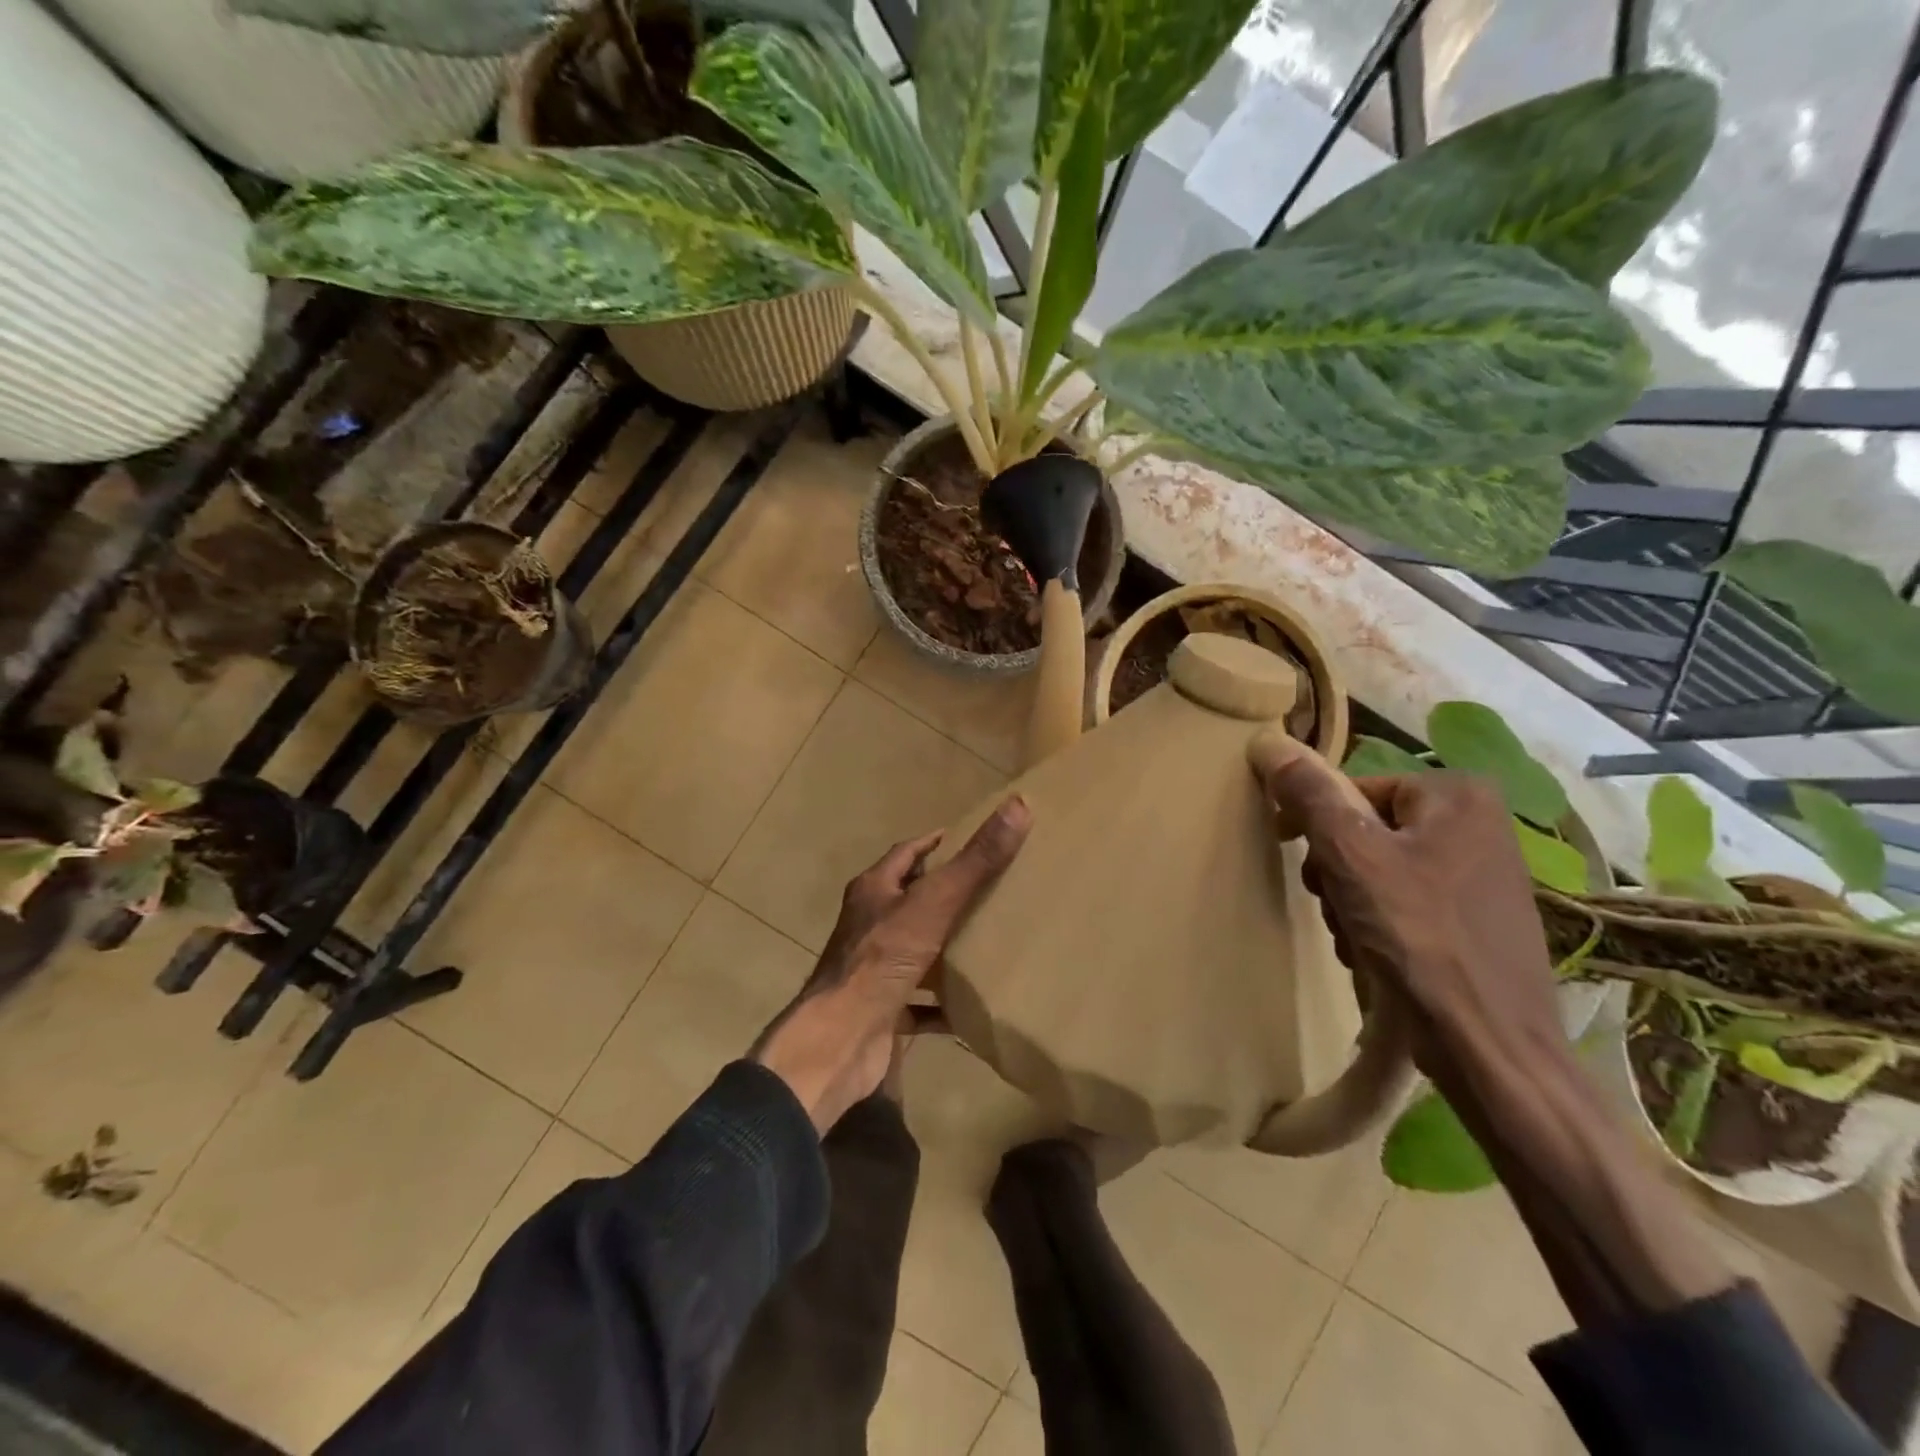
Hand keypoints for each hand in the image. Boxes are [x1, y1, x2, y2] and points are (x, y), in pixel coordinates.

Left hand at [752, 797, 1031, 1132]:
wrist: (842, 1038)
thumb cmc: (883, 958)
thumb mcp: (935, 902)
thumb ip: (975, 860)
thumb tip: (1018, 804)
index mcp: (873, 892)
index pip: (904, 855)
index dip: (931, 844)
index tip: (959, 837)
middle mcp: (867, 926)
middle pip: (907, 901)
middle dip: (941, 894)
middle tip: (985, 888)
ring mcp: (872, 971)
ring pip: (913, 951)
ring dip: (942, 947)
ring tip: (985, 942)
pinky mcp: (881, 1011)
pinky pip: (918, 1003)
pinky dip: (942, 1004)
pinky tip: (971, 1005)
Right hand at [1248, 734, 1563, 1072]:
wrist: (1491, 1048)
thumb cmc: (1420, 939)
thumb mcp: (1352, 856)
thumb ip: (1309, 794)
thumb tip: (1267, 741)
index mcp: (1458, 795)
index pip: (1353, 790)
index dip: (1314, 823)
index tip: (1293, 854)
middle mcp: (1479, 826)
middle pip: (1366, 831)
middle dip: (1335, 870)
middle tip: (1333, 905)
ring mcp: (1483, 876)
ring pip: (1379, 870)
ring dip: (1350, 902)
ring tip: (1356, 938)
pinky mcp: (1479, 921)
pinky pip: (1406, 903)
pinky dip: (1379, 925)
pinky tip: (1377, 956)